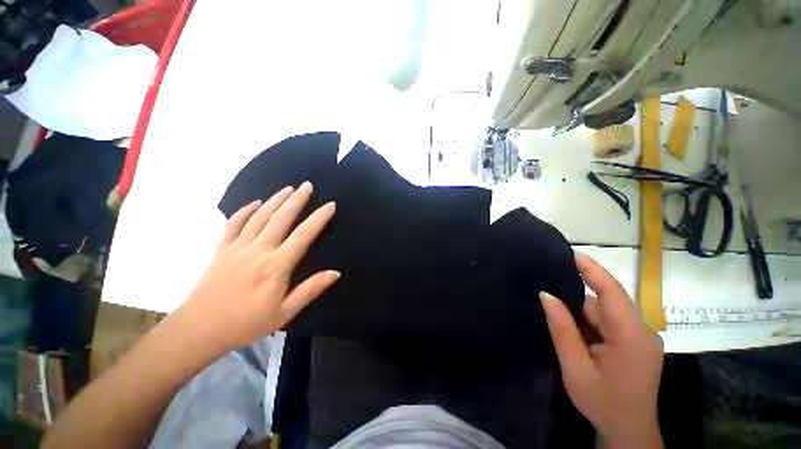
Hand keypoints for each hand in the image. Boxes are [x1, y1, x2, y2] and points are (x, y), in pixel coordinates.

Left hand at [175, 181, 339, 352]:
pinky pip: (233, 224)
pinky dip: (244, 211)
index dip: (319, 218)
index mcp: (276, 266)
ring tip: (288, 188)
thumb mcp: (284, 313)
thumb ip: (310, 290)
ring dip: (275, 200)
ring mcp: (237, 247)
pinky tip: (254, 203)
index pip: (303, 235)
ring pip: (259, 216)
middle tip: (307, 185)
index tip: (330, 205)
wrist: (199, 330)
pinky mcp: (221, 250)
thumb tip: (335, 273)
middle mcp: (259, 250)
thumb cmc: (246, 323)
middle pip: (281, 218)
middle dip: (296, 199)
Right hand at [541, 254, 663, 448]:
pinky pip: (610, 323)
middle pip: (605, 303)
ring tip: (568, 334)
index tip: (571, 254)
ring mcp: (641, 338)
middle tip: (550, 305)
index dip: (592, 270)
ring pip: (605, 313)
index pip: (612, 292)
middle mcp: (641, 331)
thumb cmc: (603, 402)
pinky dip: (591, 325)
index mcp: (631, 336)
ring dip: (584, 318)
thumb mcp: (576, 367)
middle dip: (578, 304)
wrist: (629, 433)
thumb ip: (562, 329)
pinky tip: (580, 339)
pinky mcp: (636, 344)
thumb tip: (546, 295)